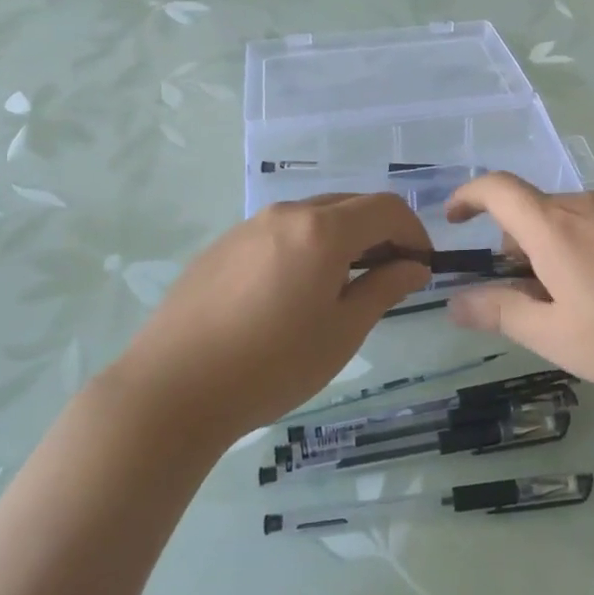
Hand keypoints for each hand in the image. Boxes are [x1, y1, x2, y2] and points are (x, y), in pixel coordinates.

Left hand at [119, 195, 432, 443]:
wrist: (171, 390)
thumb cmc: (271, 365)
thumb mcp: (342, 332)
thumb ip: (384, 289)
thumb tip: (414, 267)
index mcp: (322, 230)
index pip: (386, 208)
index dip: (414, 232)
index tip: (421, 267)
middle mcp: (286, 214)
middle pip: (350, 205)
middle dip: (380, 233)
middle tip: (389, 276)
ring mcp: (249, 226)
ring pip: (313, 217)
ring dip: (343, 239)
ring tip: (342, 287)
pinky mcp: (223, 245)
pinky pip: (280, 232)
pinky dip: (306, 247)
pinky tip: (293, 292)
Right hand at [444, 174, 593, 398]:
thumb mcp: (559, 336)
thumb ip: (502, 313)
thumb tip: (455, 301)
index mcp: (555, 226)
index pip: (497, 189)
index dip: (468, 197)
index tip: (453, 220)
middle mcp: (587, 205)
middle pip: (533, 211)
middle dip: (514, 245)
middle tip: (524, 298)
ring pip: (569, 221)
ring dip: (551, 251)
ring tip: (573, 305)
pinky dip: (584, 250)